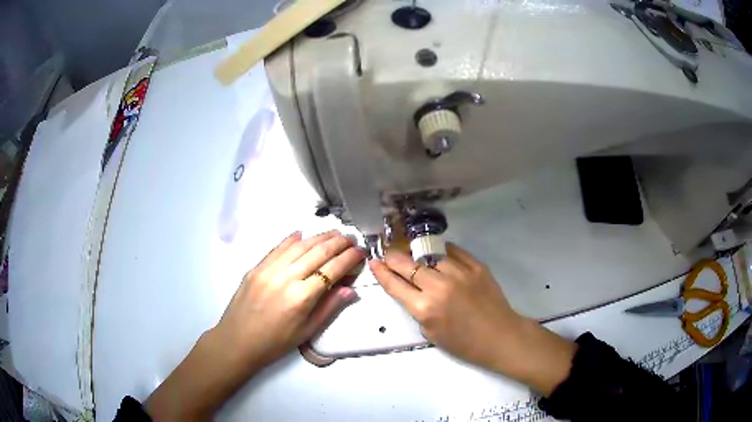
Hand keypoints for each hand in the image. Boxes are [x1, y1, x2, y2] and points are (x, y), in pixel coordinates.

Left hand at [214, 230, 364, 367]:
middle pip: (317, 252)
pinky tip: (302, 234)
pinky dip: (292, 239)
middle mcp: (286, 278)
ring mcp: (268, 270)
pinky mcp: (256, 267)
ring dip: (318, 237)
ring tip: (334, 233)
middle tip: (351, 238)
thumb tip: (350, 289)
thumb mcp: (307, 331)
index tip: (361, 251)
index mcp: (301, 297)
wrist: (238, 341)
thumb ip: (330, 308)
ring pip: (299, 246)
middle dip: (338, 243)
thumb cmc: (275, 342)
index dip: (349, 258)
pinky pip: (277, 248)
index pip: (332, 270)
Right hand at [369, 244, 575, 395]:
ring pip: (430, 255)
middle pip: (408, 265)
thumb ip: (417, 309)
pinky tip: (437, 252)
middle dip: (393, 258)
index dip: (381, 272)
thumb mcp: (431, 333)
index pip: (395, 284)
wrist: (500, 336)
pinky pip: (454, 251)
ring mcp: (460, 273)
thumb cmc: (464, 343)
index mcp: (425, 308)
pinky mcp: (477, 266)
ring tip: (413, 253)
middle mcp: (439, 286)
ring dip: (418, 254)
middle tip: (388, 254)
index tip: (374, 263)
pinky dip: (442, 251)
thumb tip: (409, 289)